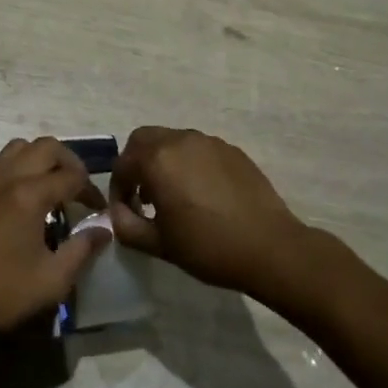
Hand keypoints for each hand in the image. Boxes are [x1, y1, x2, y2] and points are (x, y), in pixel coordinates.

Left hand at [0, 137, 109, 347]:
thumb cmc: (2, 293)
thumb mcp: (53, 279)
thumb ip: (82, 249)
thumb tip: (104, 230)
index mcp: (29, 195)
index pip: (72, 176)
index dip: (91, 190)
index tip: (98, 211)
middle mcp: (7, 179)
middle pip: (46, 147)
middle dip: (70, 162)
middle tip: (79, 188)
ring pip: (19, 148)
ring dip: (42, 159)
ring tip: (53, 187)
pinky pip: (2, 164)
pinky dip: (21, 169)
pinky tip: (26, 201)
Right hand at [109, 127, 326, 307]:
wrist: (270, 247)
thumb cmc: (208, 247)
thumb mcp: (158, 244)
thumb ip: (126, 225)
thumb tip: (116, 213)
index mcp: (158, 160)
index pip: (123, 164)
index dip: (118, 189)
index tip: (125, 212)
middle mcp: (181, 140)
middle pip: (144, 139)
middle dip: (136, 164)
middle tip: (142, 195)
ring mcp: (210, 142)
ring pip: (173, 141)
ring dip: (163, 161)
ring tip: (173, 196)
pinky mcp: (232, 150)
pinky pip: (199, 149)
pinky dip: (189, 164)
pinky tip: (201, 194)